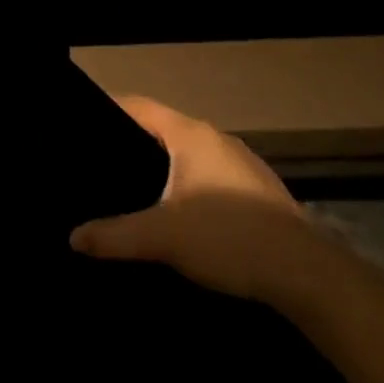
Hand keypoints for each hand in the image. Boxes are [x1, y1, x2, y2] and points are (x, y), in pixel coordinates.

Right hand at [70, 96, 322, 305]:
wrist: (310, 276)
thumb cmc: (229, 238)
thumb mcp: (162, 237)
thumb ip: (114, 235)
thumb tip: (73, 237)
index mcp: (190, 134)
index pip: (139, 106)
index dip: (108, 109)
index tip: (81, 124)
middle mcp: (217, 139)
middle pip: (163, 128)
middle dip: (131, 142)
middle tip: (99, 161)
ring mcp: (242, 164)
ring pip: (189, 154)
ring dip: (162, 166)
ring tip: (132, 187)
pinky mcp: (259, 192)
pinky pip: (209, 175)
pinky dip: (187, 184)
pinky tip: (178, 213)